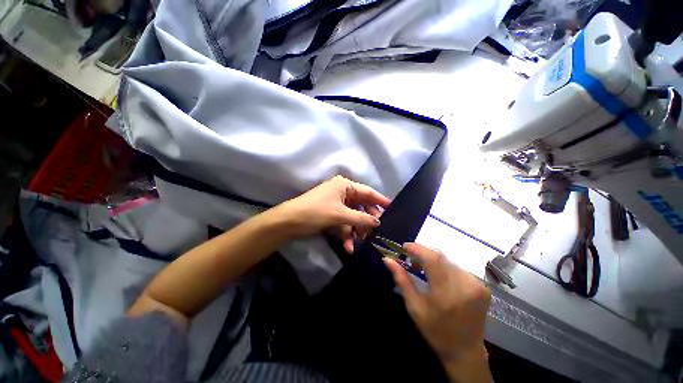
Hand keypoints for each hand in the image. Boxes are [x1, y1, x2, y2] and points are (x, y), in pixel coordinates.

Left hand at [274, 176, 390, 251]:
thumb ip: (361, 219)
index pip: (368, 192)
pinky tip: (347, 247)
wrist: (288, 222)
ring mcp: (336, 203)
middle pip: (361, 206)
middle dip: (367, 221)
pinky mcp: (331, 214)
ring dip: (356, 230)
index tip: (393, 209)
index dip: (380, 200)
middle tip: (375, 233)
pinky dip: (346, 233)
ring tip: (359, 243)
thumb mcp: (340, 216)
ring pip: (353, 216)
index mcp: (345, 185)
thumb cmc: (316, 212)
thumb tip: (378, 222)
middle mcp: (342, 192)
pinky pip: (344, 222)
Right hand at [383, 243, 491, 381]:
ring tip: (423, 267)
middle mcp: (465, 285)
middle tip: (411, 257)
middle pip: (441, 256)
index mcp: (446, 293)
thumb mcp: (413, 306)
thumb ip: (401, 279)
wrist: (465, 351)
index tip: (405, 247)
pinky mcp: (482, 286)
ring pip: (449, 260)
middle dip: (423, 252)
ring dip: (434, 259)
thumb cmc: (434, 330)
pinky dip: (445, 267)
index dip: (417, 248)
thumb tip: (387, 259)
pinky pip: (458, 268)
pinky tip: (439, 275)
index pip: (432, 259)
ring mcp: (477, 285)